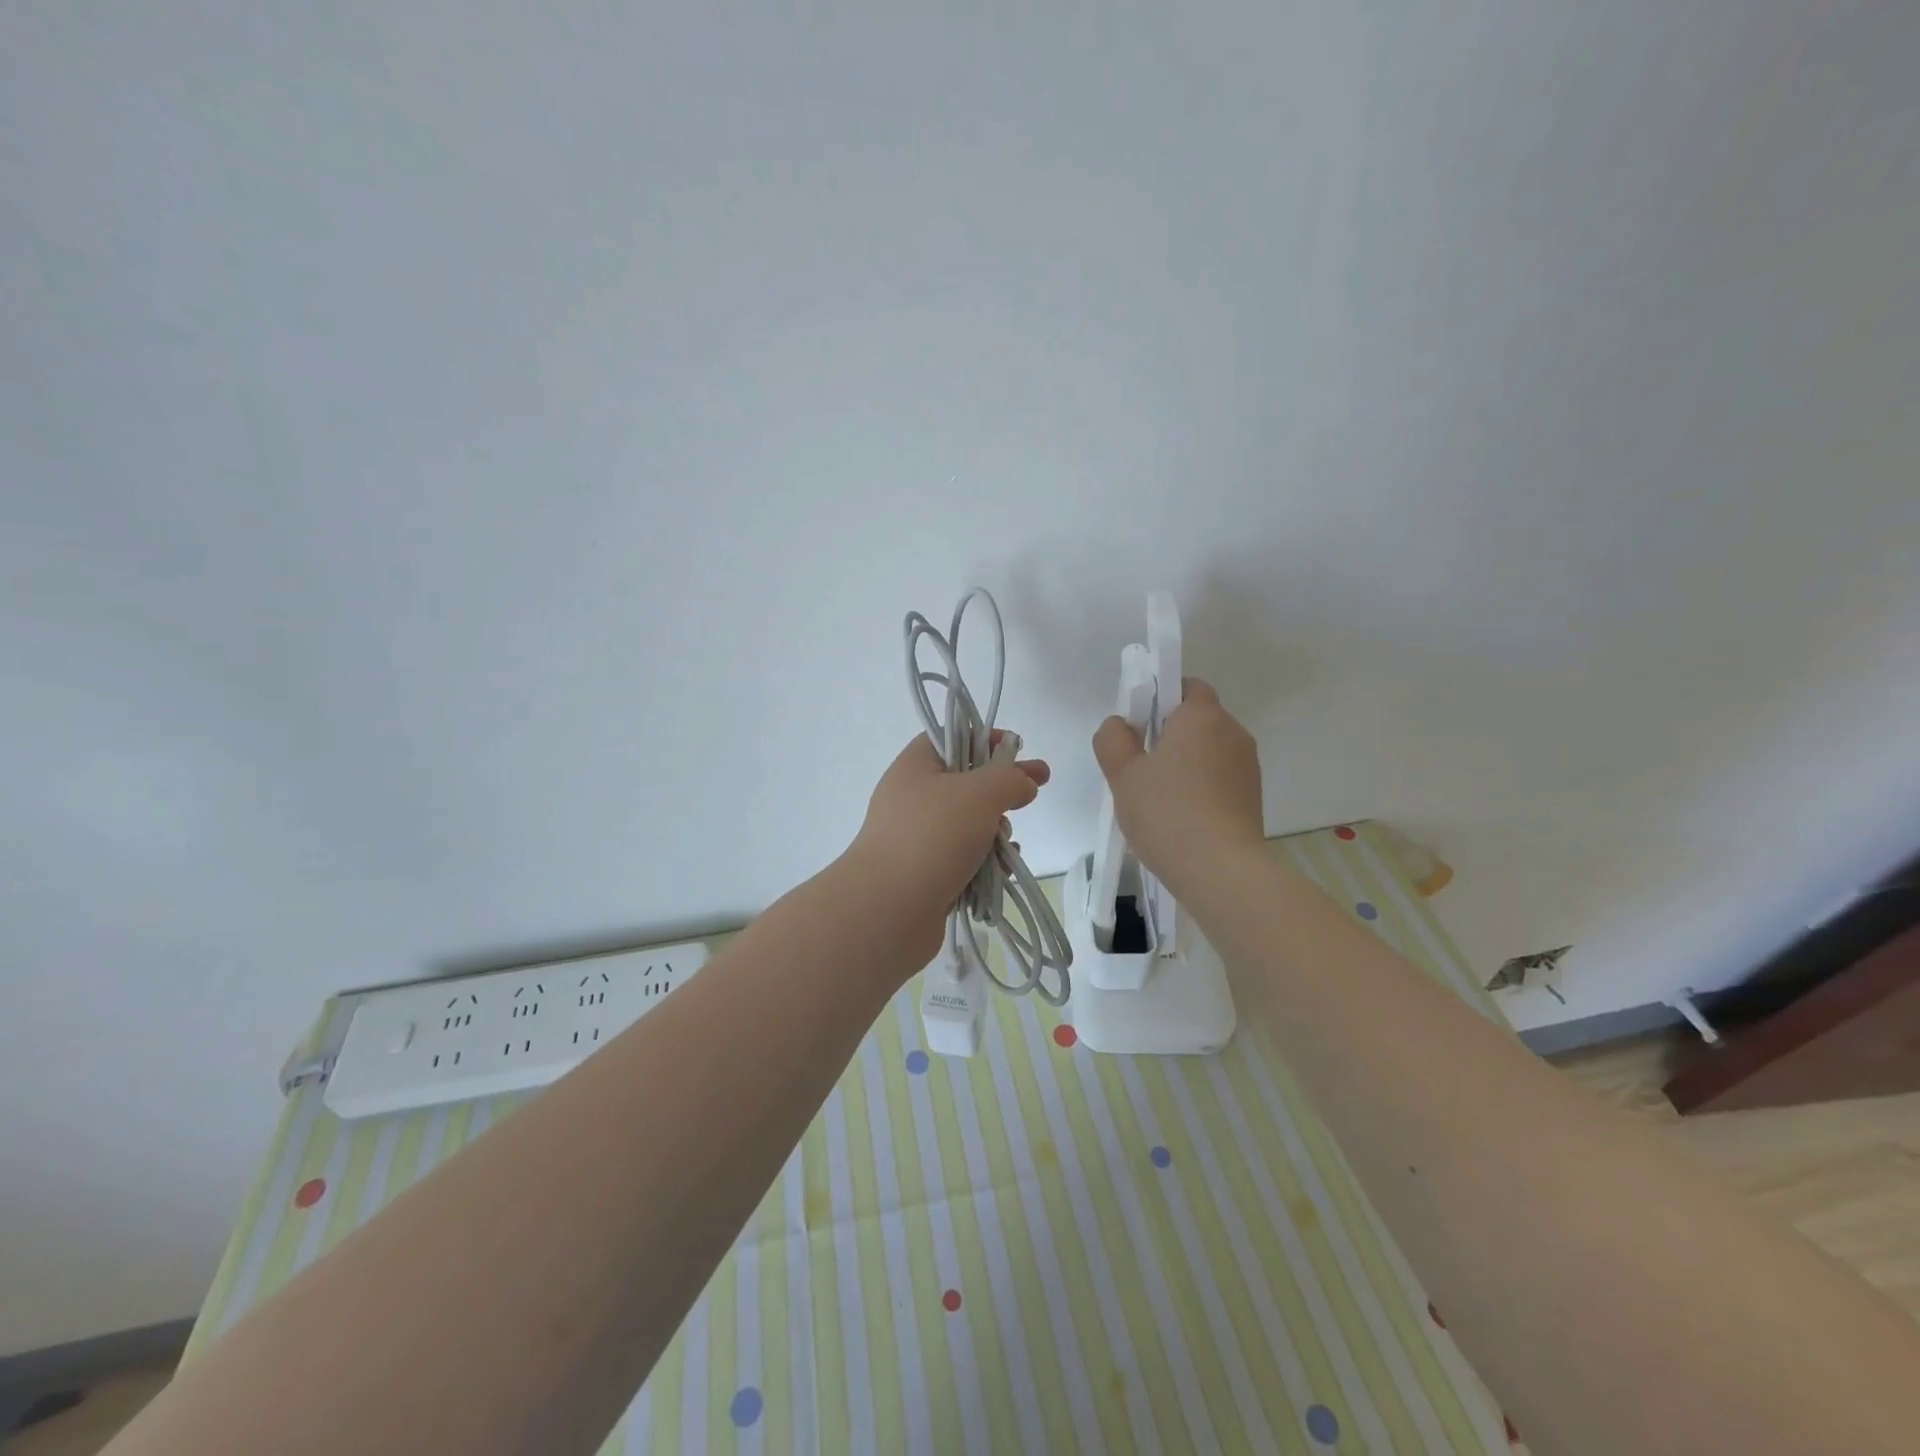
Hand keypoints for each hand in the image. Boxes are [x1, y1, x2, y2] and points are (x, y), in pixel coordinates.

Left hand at [845, 732, 1050, 964]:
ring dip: (996, 832)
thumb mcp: (980, 792)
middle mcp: (913, 798)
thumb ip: (1010, 778)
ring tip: (1004, 846)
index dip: (986, 738)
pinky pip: (965, 860)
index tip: (1018, 749)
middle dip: (1002, 790)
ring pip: (971, 825)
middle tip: (1036, 791)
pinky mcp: (927, 874)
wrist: (889, 909)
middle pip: (967, 783)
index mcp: (916, 766)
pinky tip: (999, 873)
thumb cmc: (933, 836)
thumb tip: (1024, 782)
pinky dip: (986, 864)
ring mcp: (918, 839)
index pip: (953, 737)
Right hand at [1093, 678, 1263, 898]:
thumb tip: (1119, 725)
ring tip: (1157, 799)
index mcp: (1202, 716)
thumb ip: (1113, 738)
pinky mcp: (1252, 797)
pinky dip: (1200, 788)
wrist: (1220, 870)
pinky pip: (1219, 778)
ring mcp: (1247, 767)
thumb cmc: (1166, 812)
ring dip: (1184, 764)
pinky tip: (1179, 818)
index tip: (1137, 727)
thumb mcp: (1122, 773)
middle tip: (1138, 767)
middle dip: (1168, 735)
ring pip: (1208, 751)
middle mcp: (1232, 732)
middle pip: (1197, 720)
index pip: (1186, 686)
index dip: (1159, 698)